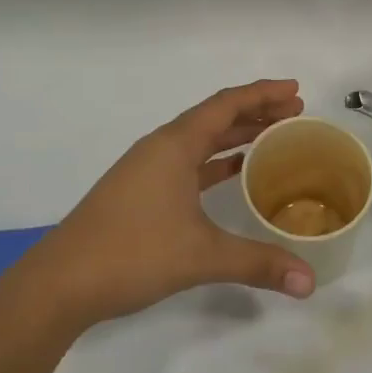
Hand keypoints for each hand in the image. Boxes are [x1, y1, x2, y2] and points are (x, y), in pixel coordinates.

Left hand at [24, 80, 315, 327]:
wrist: (61, 282)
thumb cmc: (132, 253)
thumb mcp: (201, 255)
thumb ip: (258, 262)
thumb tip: (310, 282)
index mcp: (175, 144)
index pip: (227, 104)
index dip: (263, 93)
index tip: (296, 89)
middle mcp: (162, 147)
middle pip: (216, 117)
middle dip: (256, 112)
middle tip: (295, 113)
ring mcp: (148, 169)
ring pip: (201, 140)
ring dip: (236, 135)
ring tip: (274, 137)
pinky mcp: (141, 191)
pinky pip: (189, 162)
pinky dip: (216, 161)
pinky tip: (235, 174)